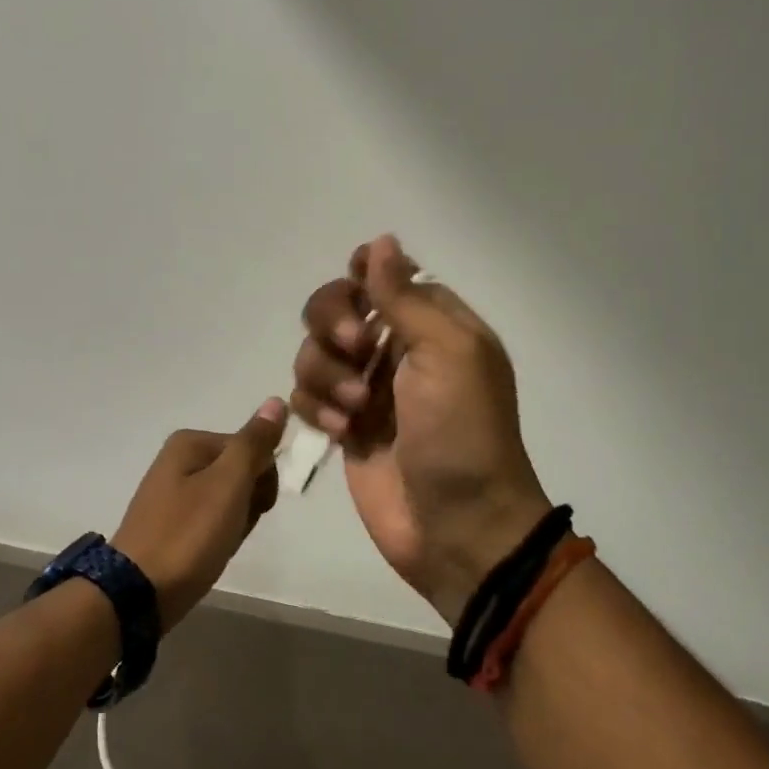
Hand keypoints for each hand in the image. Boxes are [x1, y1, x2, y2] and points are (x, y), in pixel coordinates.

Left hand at [111, 399, 288, 630]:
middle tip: (233, 528)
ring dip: (235, 522)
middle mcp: (178, 459)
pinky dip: (217, 536)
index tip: (254, 507)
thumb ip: (254, 443)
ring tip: (219, 544)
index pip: (253, 448)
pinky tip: (208, 554)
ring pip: (228, 500)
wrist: (138, 594)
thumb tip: (276, 401)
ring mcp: (171, 493)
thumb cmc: (189, 534)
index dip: (263, 480)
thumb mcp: (229, 484)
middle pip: (240, 472)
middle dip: (249, 502)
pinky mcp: (169, 523)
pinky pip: (209, 520)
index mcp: (190, 442)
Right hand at [292, 237, 550, 626]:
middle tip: (356, 347)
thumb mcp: (446, 353)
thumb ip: (405, 297)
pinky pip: (306, 395)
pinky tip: (340, 433)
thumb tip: (381, 240)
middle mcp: (397, 349)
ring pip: (314, 351)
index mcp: (433, 324)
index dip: (362, 275)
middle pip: (337, 305)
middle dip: (335, 322)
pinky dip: (316, 408)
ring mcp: (367, 389)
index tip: (355, 288)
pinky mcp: (343, 426)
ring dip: (326, 373)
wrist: (458, 528)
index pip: (385, 275)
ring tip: (355, 409)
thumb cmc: (462, 433)